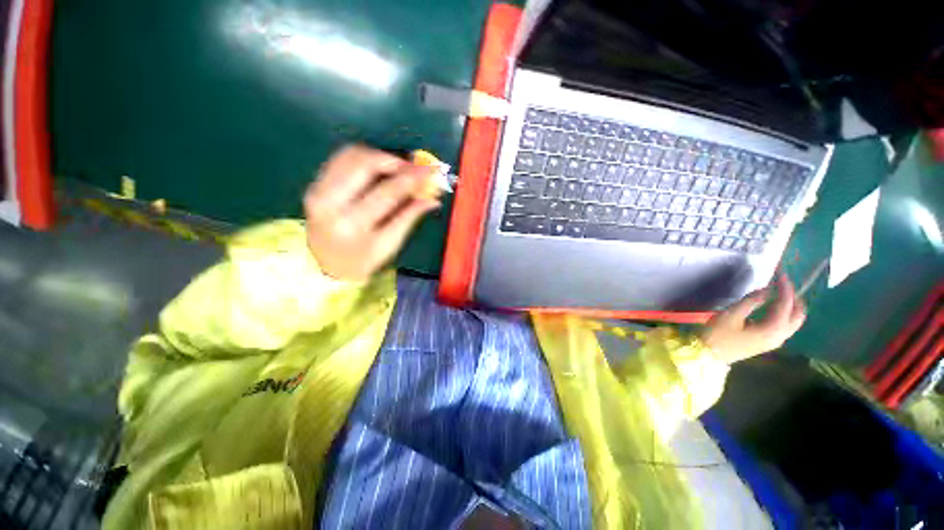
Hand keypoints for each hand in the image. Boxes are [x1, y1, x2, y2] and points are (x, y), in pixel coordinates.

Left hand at [304, 146, 440, 281]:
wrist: (325, 264)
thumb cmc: (362, 259)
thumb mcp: (389, 244)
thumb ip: (409, 217)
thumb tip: (432, 199)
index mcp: (353, 224)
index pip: (388, 192)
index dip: (412, 178)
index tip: (430, 170)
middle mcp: (331, 203)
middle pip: (364, 164)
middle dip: (394, 160)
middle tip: (414, 167)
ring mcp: (318, 190)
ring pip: (351, 155)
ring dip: (379, 156)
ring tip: (398, 167)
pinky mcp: (315, 184)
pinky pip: (340, 158)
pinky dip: (363, 157)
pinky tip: (378, 166)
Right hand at [701, 273, 806, 363]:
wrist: (708, 355)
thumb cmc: (718, 334)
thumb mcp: (731, 315)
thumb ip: (751, 301)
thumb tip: (766, 290)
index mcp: (772, 328)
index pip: (786, 304)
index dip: (785, 288)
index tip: (781, 274)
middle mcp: (780, 336)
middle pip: (798, 315)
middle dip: (793, 298)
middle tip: (782, 284)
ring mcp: (775, 341)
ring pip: (793, 322)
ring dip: (790, 306)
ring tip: (779, 293)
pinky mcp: (768, 343)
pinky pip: (785, 326)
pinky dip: (784, 314)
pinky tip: (773, 308)